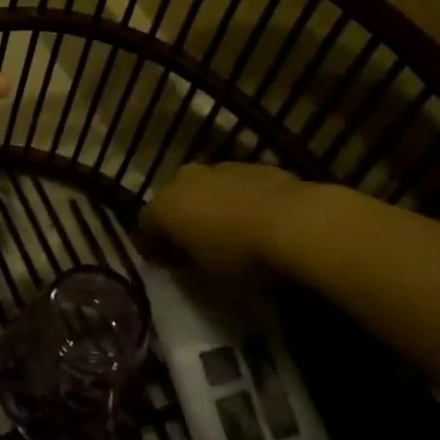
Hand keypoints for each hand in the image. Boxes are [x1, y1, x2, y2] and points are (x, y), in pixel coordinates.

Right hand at [138, 162, 309, 281]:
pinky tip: (253, 218)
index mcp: (166, 206)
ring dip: (208, 205)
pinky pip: (234, 185)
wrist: (295, 222)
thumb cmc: (240, 256)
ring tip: (227, 231)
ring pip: (204, 188)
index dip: (151, 244)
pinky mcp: (253, 166)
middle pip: (173, 199)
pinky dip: (236, 199)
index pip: (145, 224)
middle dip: (180, 218)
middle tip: (193, 244)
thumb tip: (176, 257)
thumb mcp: (205, 274)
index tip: (162, 262)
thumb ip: (185, 262)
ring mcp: (220, 168)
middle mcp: (186, 179)